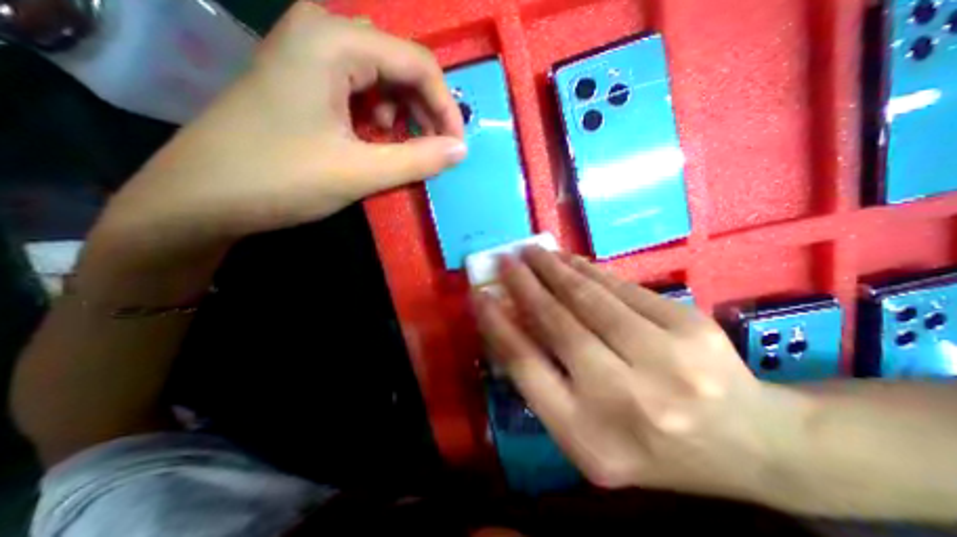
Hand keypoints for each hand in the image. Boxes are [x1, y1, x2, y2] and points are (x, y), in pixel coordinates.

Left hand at [97, 3, 466, 251]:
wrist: (203, 195)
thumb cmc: (280, 178)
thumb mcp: (360, 172)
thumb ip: (418, 159)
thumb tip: (461, 150)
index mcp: (335, 40)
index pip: (418, 63)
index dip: (446, 107)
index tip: (456, 148)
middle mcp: (323, 32)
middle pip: (402, 67)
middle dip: (426, 112)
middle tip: (434, 151)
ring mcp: (311, 54)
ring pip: (385, 79)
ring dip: (405, 116)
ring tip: (401, 150)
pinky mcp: (307, 79)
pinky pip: (363, 90)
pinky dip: (381, 118)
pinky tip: (375, 142)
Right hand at [474, 249, 800, 500]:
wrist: (750, 443)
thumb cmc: (650, 445)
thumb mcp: (585, 432)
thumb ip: (544, 380)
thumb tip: (510, 323)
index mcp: (588, 436)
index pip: (525, 366)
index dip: (498, 324)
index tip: (481, 295)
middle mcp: (623, 400)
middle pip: (558, 325)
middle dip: (525, 285)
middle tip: (506, 259)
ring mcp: (665, 361)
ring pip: (590, 299)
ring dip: (554, 270)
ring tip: (533, 252)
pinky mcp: (690, 327)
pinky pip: (622, 288)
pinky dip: (590, 270)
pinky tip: (570, 260)